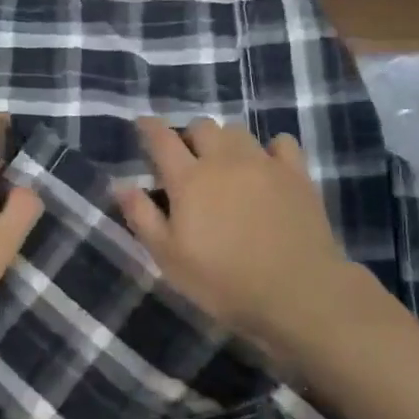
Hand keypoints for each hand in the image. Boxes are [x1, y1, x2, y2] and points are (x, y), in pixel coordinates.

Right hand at [117, 117, 356, 350]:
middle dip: (189, 135)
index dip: (149, 127)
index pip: (162, 138)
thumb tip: (121, 184)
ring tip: (225, 163)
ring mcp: (263, 162)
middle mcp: (224, 160)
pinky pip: (281, 142)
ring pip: (238, 131)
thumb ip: (142, 217)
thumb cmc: (224, 281)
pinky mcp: (296, 173)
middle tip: (187, 158)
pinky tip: (268, 166)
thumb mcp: (170, 258)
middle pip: (202, 126)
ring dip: (225, 141)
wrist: (298, 292)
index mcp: (189, 179)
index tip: (142, 125)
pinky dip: (270, 148)